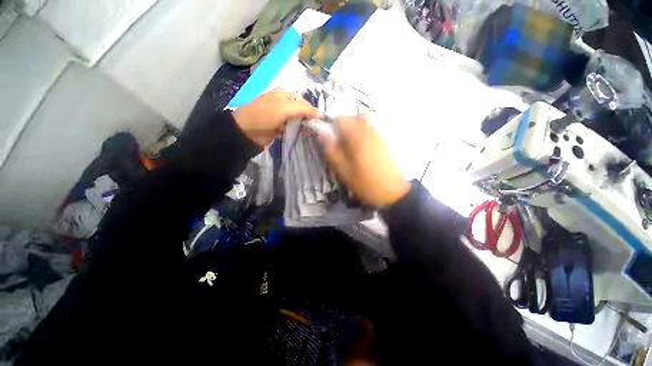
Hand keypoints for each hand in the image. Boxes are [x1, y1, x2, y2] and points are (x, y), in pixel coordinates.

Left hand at [233, 90, 316, 146]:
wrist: (246, 131)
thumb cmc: (265, 116)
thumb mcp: (285, 108)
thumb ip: (303, 108)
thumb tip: (319, 113)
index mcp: (283, 94)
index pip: (303, 100)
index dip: (310, 110)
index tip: (316, 121)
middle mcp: (282, 104)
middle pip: (299, 111)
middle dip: (306, 120)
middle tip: (312, 129)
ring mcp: (279, 117)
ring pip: (295, 121)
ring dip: (300, 128)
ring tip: (306, 134)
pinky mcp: (276, 128)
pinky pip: (289, 130)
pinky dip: (293, 133)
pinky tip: (297, 137)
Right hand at [317, 115, 410, 207]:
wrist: (391, 192)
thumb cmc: (364, 182)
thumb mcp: (342, 169)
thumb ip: (331, 150)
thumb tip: (321, 134)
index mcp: (357, 136)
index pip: (340, 118)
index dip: (331, 126)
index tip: (330, 140)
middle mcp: (369, 130)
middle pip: (353, 117)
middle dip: (344, 127)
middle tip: (340, 144)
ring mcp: (379, 135)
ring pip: (363, 123)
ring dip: (354, 130)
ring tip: (350, 147)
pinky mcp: (384, 142)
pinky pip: (370, 130)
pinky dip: (362, 135)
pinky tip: (361, 151)